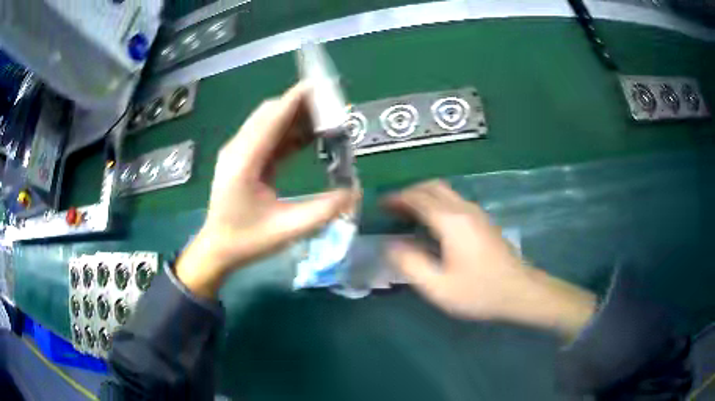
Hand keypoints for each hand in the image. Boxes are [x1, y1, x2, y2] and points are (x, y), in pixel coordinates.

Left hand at [177, 82, 357, 297]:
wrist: (217, 249)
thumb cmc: (247, 241)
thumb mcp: (287, 230)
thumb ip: (323, 210)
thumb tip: (354, 190)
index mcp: (244, 162)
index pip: (272, 118)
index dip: (297, 98)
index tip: (323, 85)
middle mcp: (238, 149)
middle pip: (270, 113)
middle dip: (301, 105)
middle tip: (334, 109)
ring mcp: (239, 152)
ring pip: (269, 122)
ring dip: (296, 117)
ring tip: (328, 120)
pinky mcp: (243, 159)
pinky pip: (269, 137)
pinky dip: (290, 132)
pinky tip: (310, 137)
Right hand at [385, 181, 595, 336]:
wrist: (520, 291)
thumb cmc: (479, 291)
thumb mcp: (438, 287)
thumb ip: (410, 264)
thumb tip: (392, 245)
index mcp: (451, 221)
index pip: (418, 198)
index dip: (396, 198)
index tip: (381, 205)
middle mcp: (464, 209)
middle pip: (432, 187)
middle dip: (409, 193)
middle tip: (393, 208)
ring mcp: (477, 213)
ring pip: (445, 191)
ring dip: (424, 196)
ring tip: (409, 214)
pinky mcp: (484, 221)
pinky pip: (454, 201)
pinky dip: (437, 203)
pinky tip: (433, 224)